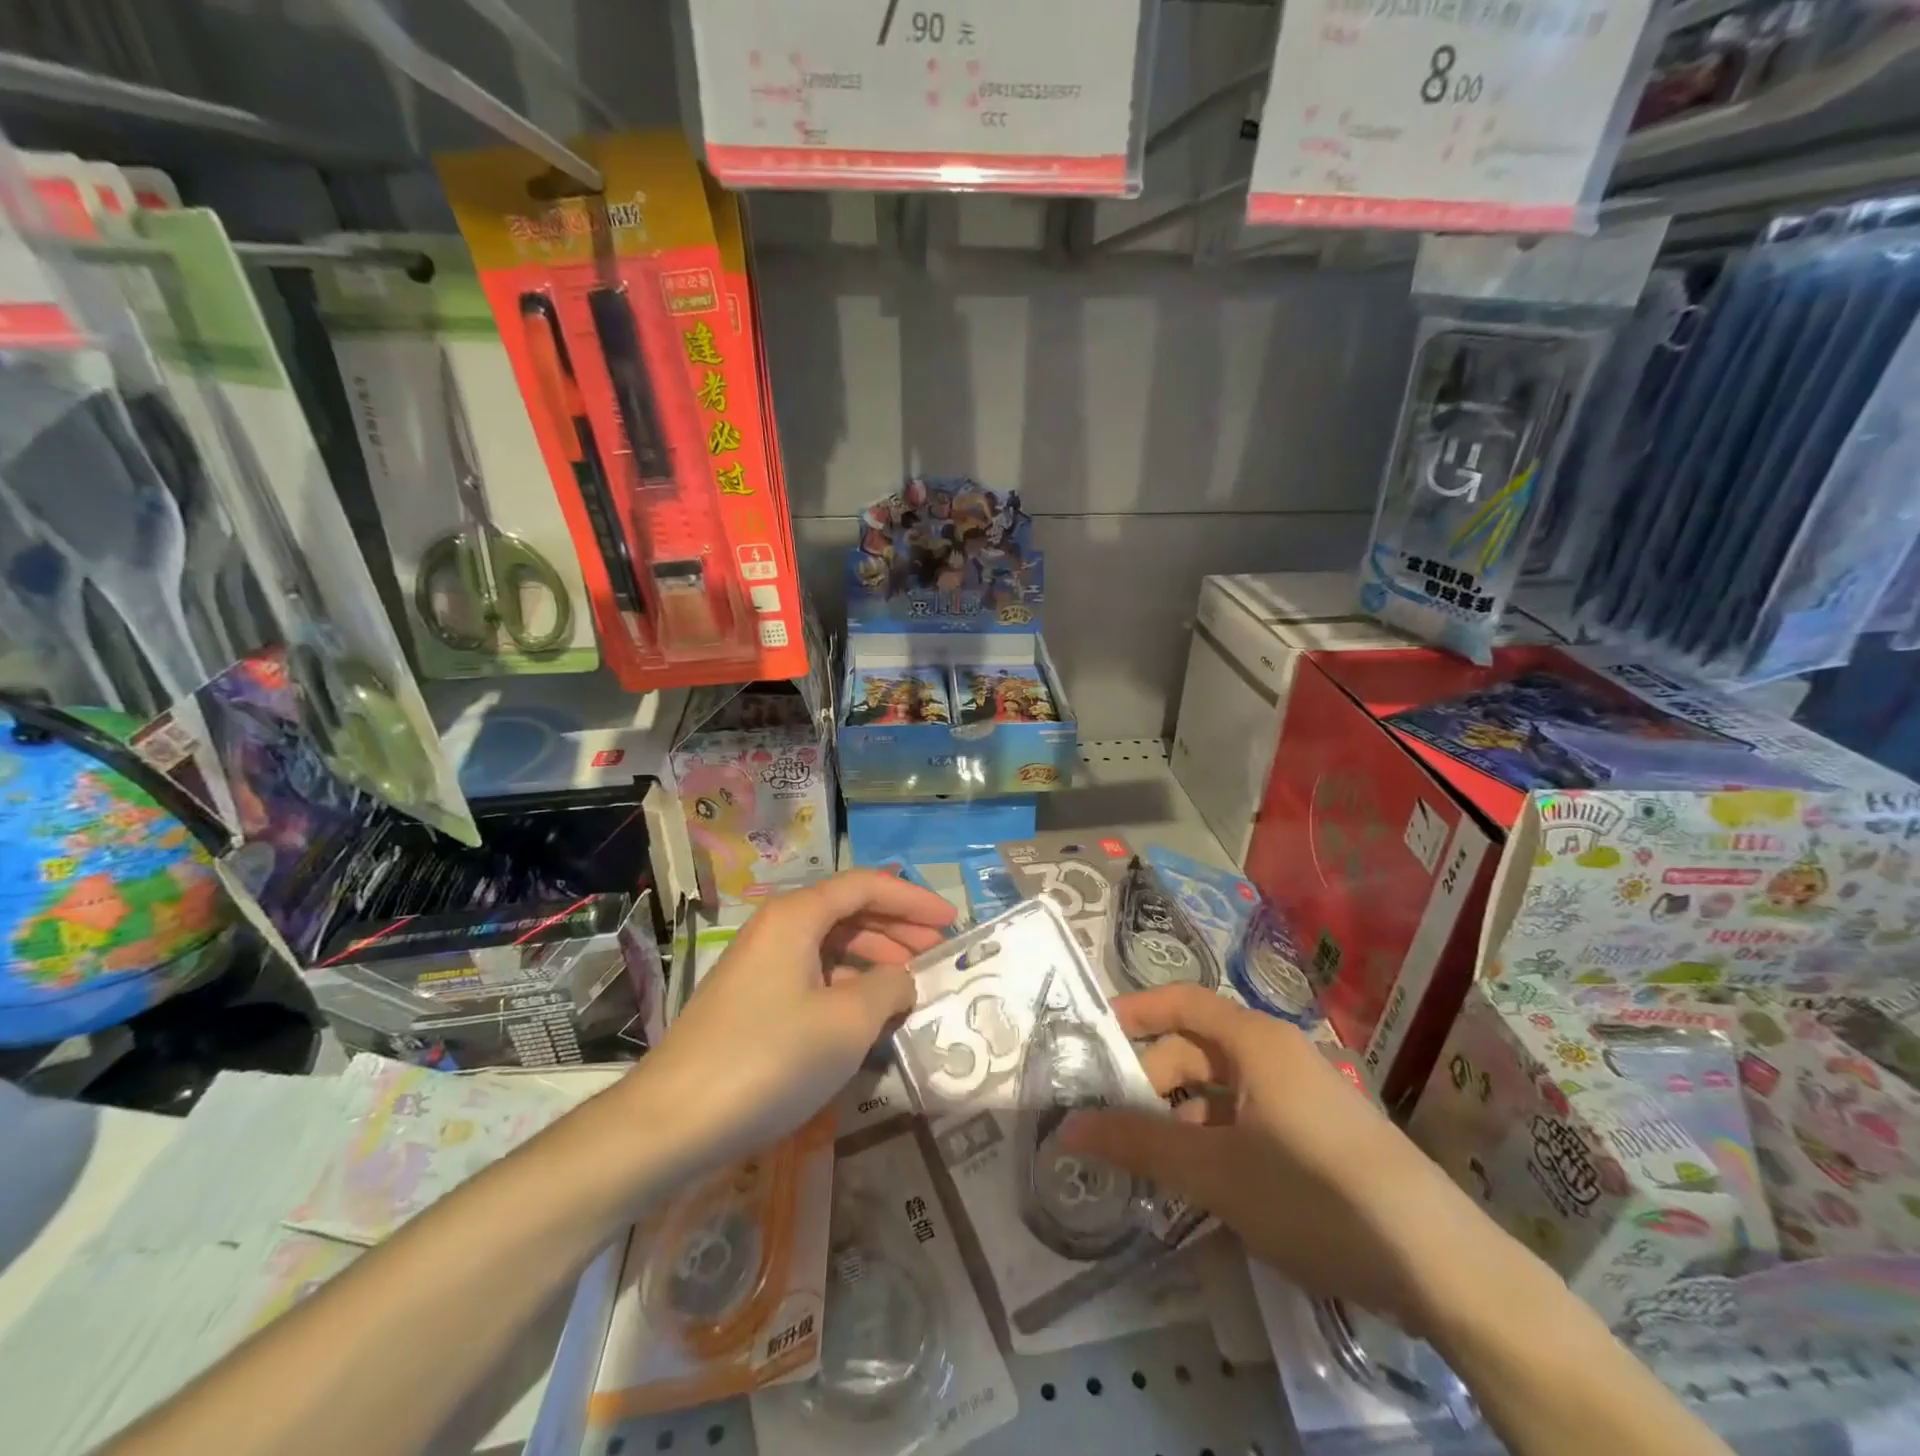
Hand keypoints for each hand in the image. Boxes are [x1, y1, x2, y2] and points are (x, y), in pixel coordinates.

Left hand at [635, 870, 955, 1175]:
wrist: (670, 1122)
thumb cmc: (768, 1059)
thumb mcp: (846, 1023)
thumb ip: (888, 988)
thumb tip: (902, 979)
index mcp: (796, 916)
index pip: (866, 886)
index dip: (913, 898)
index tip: (952, 920)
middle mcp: (776, 928)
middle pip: (848, 910)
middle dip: (897, 927)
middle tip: (937, 952)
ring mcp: (760, 965)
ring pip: (829, 944)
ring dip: (874, 957)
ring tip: (909, 984)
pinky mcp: (751, 1000)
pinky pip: (812, 974)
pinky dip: (846, 984)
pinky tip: (867, 1013)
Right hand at [1061, 985, 1508, 1328]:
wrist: (1440, 1264)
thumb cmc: (1313, 1194)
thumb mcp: (1214, 1172)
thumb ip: (1138, 1145)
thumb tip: (1068, 1127)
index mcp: (1254, 1040)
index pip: (1180, 1001)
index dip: (1134, 1013)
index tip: (1091, 1038)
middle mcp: (1278, 1053)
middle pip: (1197, 1048)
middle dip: (1153, 1081)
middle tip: (1115, 1124)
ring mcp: (1303, 1093)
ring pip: (1223, 1089)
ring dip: (1183, 1117)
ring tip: (1153, 1164)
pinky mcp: (1321, 1132)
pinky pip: (1251, 1116)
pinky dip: (1218, 1137)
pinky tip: (1206, 1184)